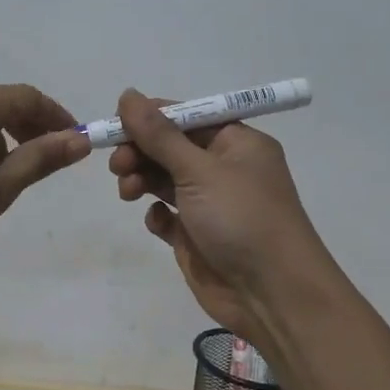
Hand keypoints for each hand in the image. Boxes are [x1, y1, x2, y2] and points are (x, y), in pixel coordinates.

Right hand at [108, 89, 333, 350]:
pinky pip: (167, 215)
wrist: (272, 295)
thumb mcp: (199, 170)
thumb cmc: (241, 218)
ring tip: (127, 192)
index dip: (151, 118)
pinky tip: (158, 222)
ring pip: (164, 179)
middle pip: (170, 147)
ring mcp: (210, 204)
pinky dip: (157, 214)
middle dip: (140, 151)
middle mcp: (224, 169)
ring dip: (141, 179)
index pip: (187, 117)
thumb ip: (159, 134)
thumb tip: (128, 94)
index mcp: (237, 143)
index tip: (117, 124)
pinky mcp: (196, 237)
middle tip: (117, 165)